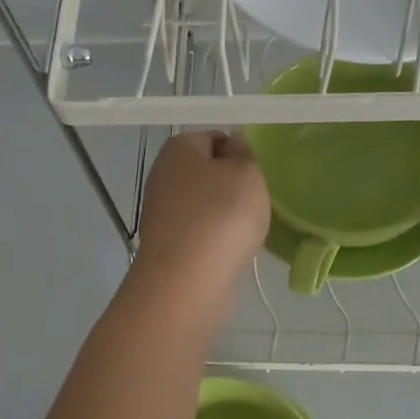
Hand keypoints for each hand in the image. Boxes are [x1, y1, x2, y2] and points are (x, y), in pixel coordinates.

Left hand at [131, 131, 270, 301]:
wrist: (187, 281)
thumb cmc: (221, 215)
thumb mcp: (248, 173)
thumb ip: (245, 153)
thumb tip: (234, 145)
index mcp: (179, 147)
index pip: (216, 137)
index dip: (241, 153)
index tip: (258, 175)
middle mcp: (163, 173)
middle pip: (208, 171)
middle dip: (233, 185)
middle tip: (257, 201)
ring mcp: (161, 210)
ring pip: (204, 203)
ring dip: (226, 214)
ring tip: (248, 229)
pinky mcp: (165, 243)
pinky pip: (199, 230)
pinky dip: (215, 237)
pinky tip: (232, 249)